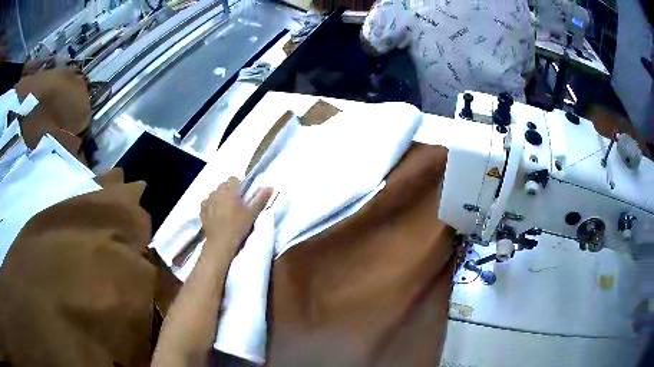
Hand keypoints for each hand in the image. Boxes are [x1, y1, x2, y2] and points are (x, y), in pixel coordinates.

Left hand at [200, 177, 272, 254]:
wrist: (221, 243)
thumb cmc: (238, 227)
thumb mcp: (252, 214)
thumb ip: (260, 199)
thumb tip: (270, 187)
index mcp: (230, 191)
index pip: (233, 179)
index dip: (238, 185)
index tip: (242, 194)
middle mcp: (218, 193)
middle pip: (223, 185)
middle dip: (228, 190)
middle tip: (235, 202)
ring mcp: (208, 201)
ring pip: (214, 193)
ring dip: (218, 197)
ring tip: (224, 208)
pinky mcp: (202, 211)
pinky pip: (206, 203)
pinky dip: (209, 205)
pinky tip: (214, 213)